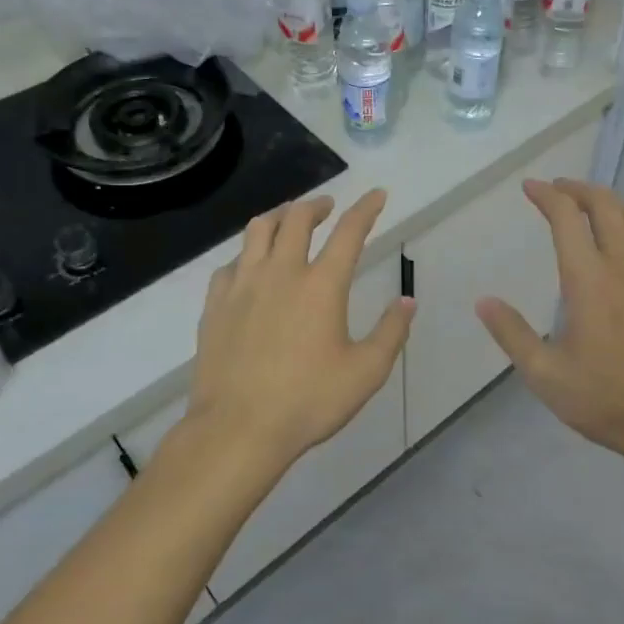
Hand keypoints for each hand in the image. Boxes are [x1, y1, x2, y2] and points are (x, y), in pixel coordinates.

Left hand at [184, 190, 414, 472]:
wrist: (238, 429)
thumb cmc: (309, 401)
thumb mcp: (366, 372)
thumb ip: (391, 332)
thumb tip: (407, 301)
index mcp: (322, 285)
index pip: (349, 231)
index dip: (366, 208)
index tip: (377, 194)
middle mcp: (281, 273)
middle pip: (297, 219)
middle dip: (316, 205)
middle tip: (327, 207)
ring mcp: (242, 286)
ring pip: (258, 230)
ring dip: (279, 216)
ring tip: (288, 220)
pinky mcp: (215, 304)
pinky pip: (231, 263)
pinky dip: (247, 254)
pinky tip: (251, 266)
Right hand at [476, 179, 623, 468]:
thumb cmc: (607, 400)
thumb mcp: (546, 376)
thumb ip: (513, 334)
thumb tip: (483, 301)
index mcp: (589, 280)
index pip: (566, 217)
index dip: (546, 195)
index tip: (530, 186)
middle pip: (604, 204)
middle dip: (577, 188)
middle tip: (558, 189)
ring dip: (610, 203)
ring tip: (592, 210)